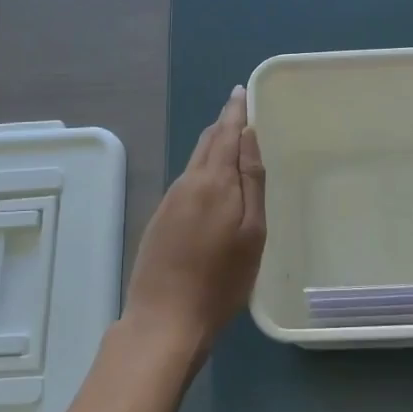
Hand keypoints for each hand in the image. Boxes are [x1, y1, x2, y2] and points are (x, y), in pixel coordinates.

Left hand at [124, 87, 266, 354]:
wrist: (164, 320)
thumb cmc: (221, 280)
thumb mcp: (251, 233)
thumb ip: (251, 181)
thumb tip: (248, 135)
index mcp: (213, 181)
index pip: (225, 133)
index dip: (235, 111)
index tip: (241, 91)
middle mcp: (187, 183)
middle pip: (207, 142)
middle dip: (223, 124)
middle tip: (239, 109)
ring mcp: (170, 201)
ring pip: (195, 161)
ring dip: (212, 145)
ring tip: (230, 138)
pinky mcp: (160, 219)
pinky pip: (186, 180)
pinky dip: (202, 167)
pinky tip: (210, 179)